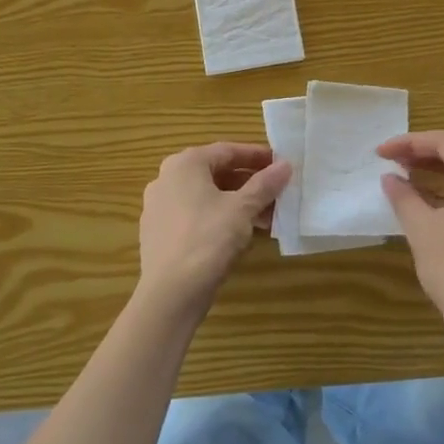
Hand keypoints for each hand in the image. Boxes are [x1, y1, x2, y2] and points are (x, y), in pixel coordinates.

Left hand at [137, 142, 290, 308]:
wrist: (171, 292)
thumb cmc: (208, 239)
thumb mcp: (242, 209)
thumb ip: (265, 184)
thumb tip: (285, 165)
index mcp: (184, 164)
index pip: (227, 151)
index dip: (257, 156)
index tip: (280, 164)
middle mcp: (166, 179)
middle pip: (215, 173)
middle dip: (248, 183)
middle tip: (276, 192)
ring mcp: (158, 206)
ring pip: (205, 197)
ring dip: (236, 203)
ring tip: (265, 217)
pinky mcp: (158, 232)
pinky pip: (194, 216)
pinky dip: (218, 218)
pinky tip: (240, 234)